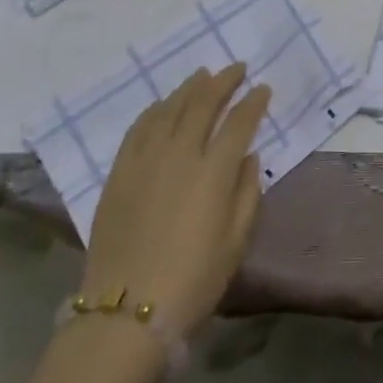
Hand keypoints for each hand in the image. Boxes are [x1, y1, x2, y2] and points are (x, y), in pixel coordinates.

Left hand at [80, 64, 270, 335]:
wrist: (125, 314)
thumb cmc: (192, 282)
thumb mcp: (235, 243)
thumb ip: (247, 194)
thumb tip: (248, 156)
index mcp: (214, 171)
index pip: (239, 122)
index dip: (254, 102)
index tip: (263, 88)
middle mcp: (180, 152)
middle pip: (203, 102)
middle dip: (224, 81)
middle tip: (237, 69)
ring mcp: (146, 158)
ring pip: (170, 107)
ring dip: (190, 87)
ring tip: (203, 76)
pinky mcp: (120, 170)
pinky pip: (140, 126)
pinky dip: (156, 108)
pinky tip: (163, 104)